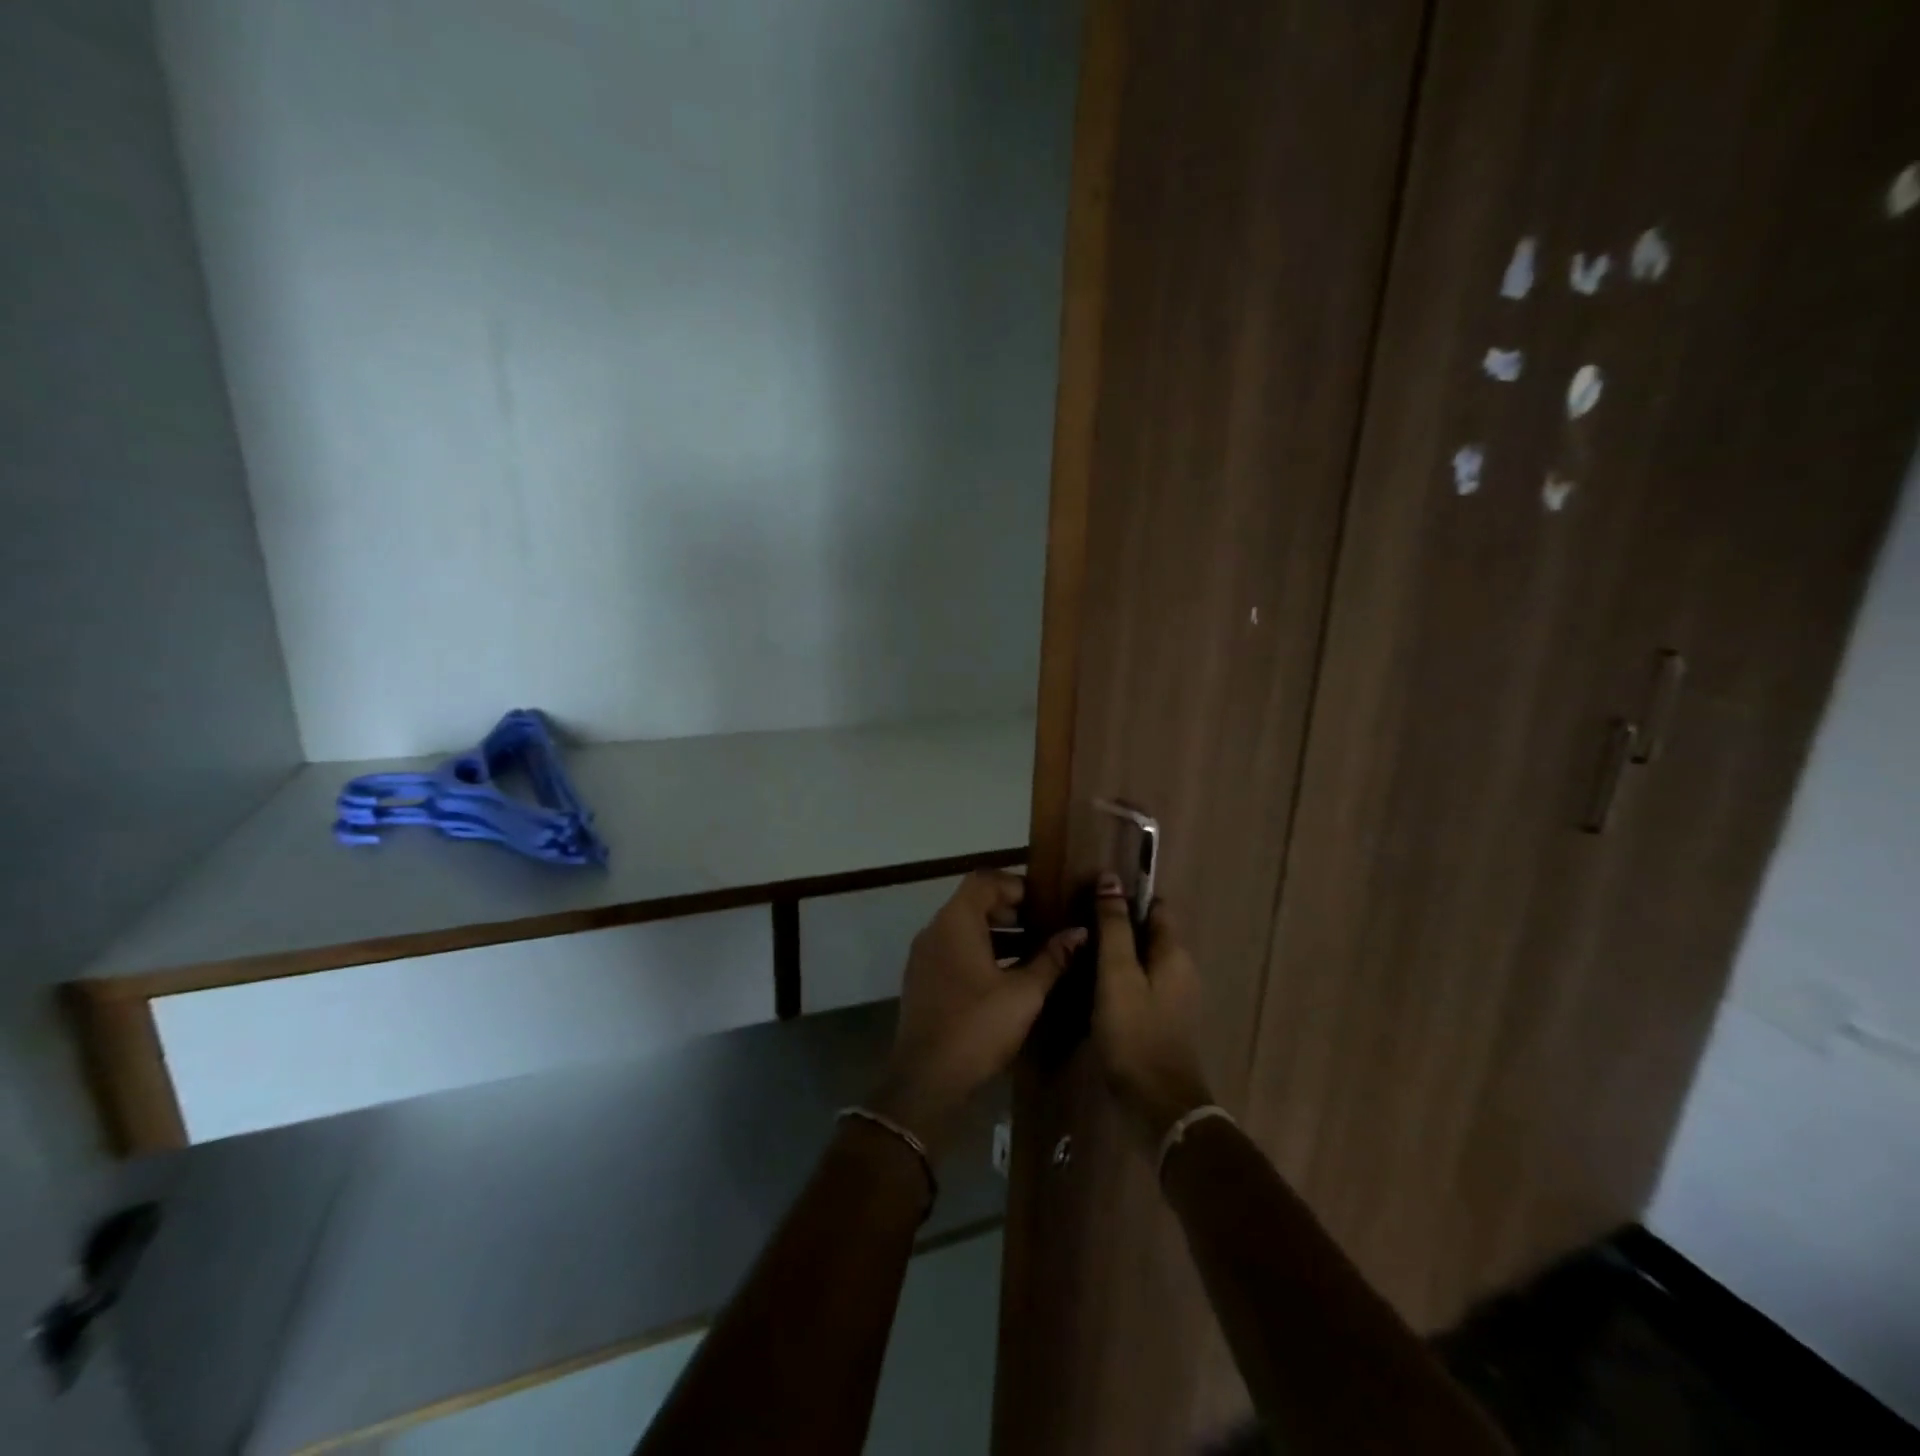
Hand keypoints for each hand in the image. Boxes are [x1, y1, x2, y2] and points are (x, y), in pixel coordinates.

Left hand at [870, 871, 1083, 1156]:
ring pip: (964, 929)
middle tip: (1045, 927)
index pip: (985, 880)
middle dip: (1011, 911)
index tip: (1046, 904)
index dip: (1017, 885)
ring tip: (1035, 952)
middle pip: (974, 902)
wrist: (926, 1079)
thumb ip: (1052, 958)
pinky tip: (1008, 977)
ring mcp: (924, 956)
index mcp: (956, 922)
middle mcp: (935, 930)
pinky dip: (981, 953)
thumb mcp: (1024, 993)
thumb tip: (1080, 932)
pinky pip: (954, 951)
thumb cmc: (978, 1027)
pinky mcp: (923, 980)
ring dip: (998, 934)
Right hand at [1092, 873, 1212, 1149]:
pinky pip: (1139, 985)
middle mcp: (1180, 969)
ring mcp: (1174, 997)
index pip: (1154, 907)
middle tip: (1076, 924)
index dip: (1125, 896)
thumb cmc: (1135, 1032)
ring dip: (1115, 953)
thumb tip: (1111, 879)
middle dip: (1116, 925)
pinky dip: (1118, 978)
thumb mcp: (1117, 974)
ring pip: (1142, 960)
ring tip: (1077, 952)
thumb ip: (1114, 927)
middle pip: (1148, 933)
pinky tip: (1091, 986)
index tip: (1090, 895)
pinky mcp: (1161, 1020)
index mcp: (1174, 953)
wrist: (1158, 1105)